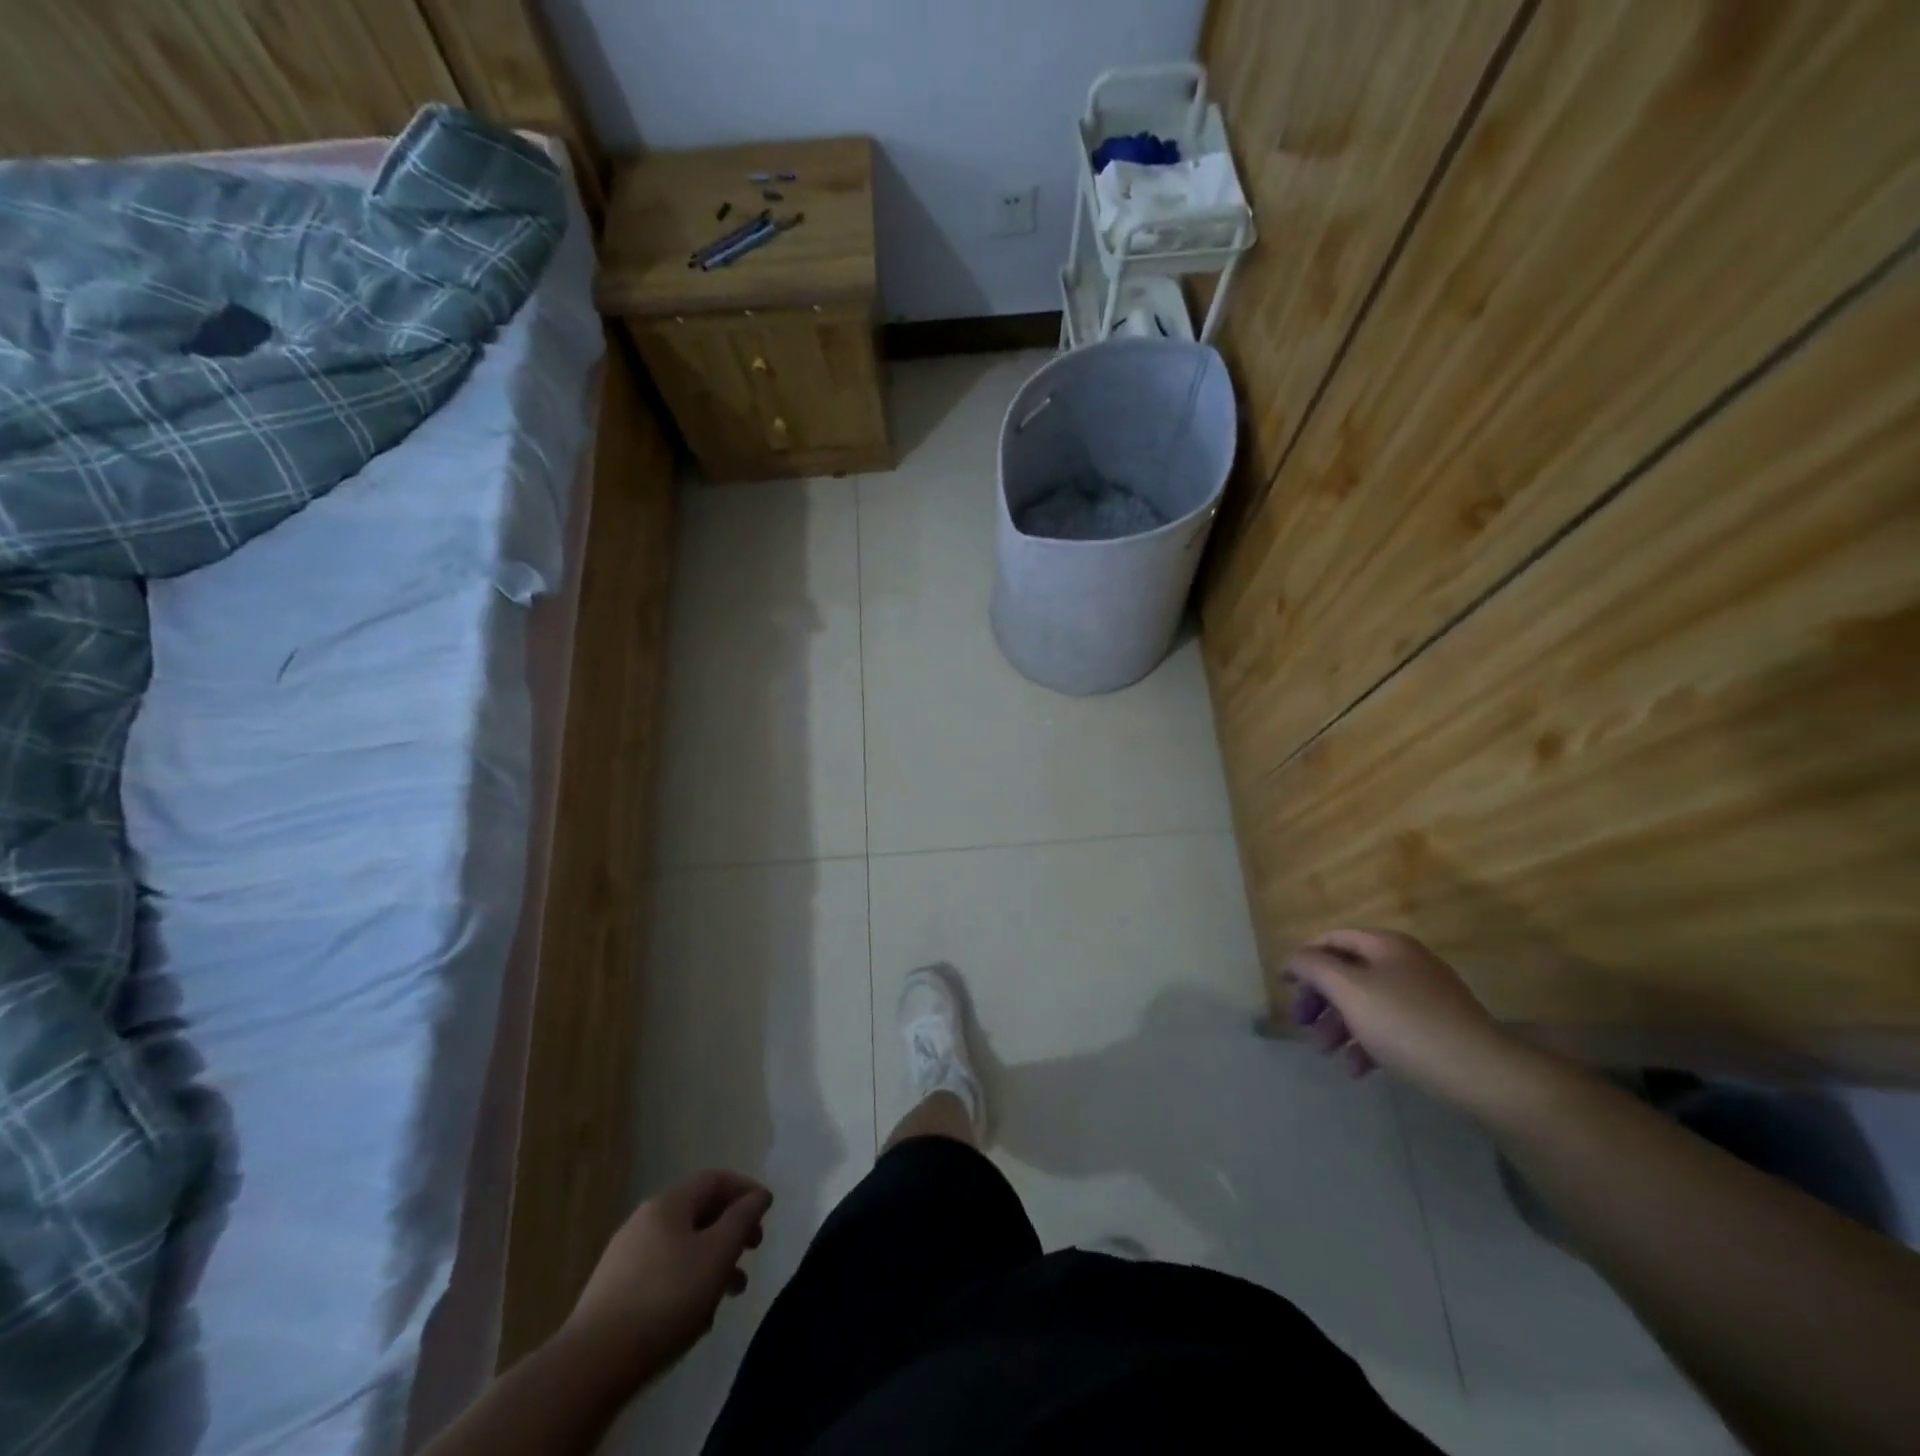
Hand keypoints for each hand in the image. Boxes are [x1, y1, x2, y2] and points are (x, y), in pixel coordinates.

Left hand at [562, 1169, 772, 1378]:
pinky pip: (662, 1274)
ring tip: (732, 1292)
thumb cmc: (666, 1299)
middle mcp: (644, 1221)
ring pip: (681, 1247)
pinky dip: (687, 1282)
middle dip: (730, 1229)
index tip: (767, 1211)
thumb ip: (742, 1219)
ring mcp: (624, 1257)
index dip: (744, 1189)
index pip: (714, 1179)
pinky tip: (696, 1316)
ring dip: (711, 1262)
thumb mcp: (717, 1255)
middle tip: (754, 1249)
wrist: (592, 1365)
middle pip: (698, 1212)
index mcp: (668, 1204)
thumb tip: (758, 1195)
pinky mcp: (613, 1292)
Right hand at [1283, 929, 1536, 1111]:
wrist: (1484, 1074)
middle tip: (1303, 1026)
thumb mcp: (1349, 989)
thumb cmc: (1406, 1023)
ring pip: (1367, 1003)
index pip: (1333, 940)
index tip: (1284, 985)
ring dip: (1340, 1027)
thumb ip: (1314, 967)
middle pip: (1348, 973)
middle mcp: (1406, 963)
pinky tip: (1358, 1070)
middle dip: (1321, 1000)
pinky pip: (1391, 1028)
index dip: (1304, 958)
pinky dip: (1368, 1044)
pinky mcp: (1438, 1030)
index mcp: (1386, 945)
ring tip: (1327, 1054)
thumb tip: (1296, 959)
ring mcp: (1426, 997)